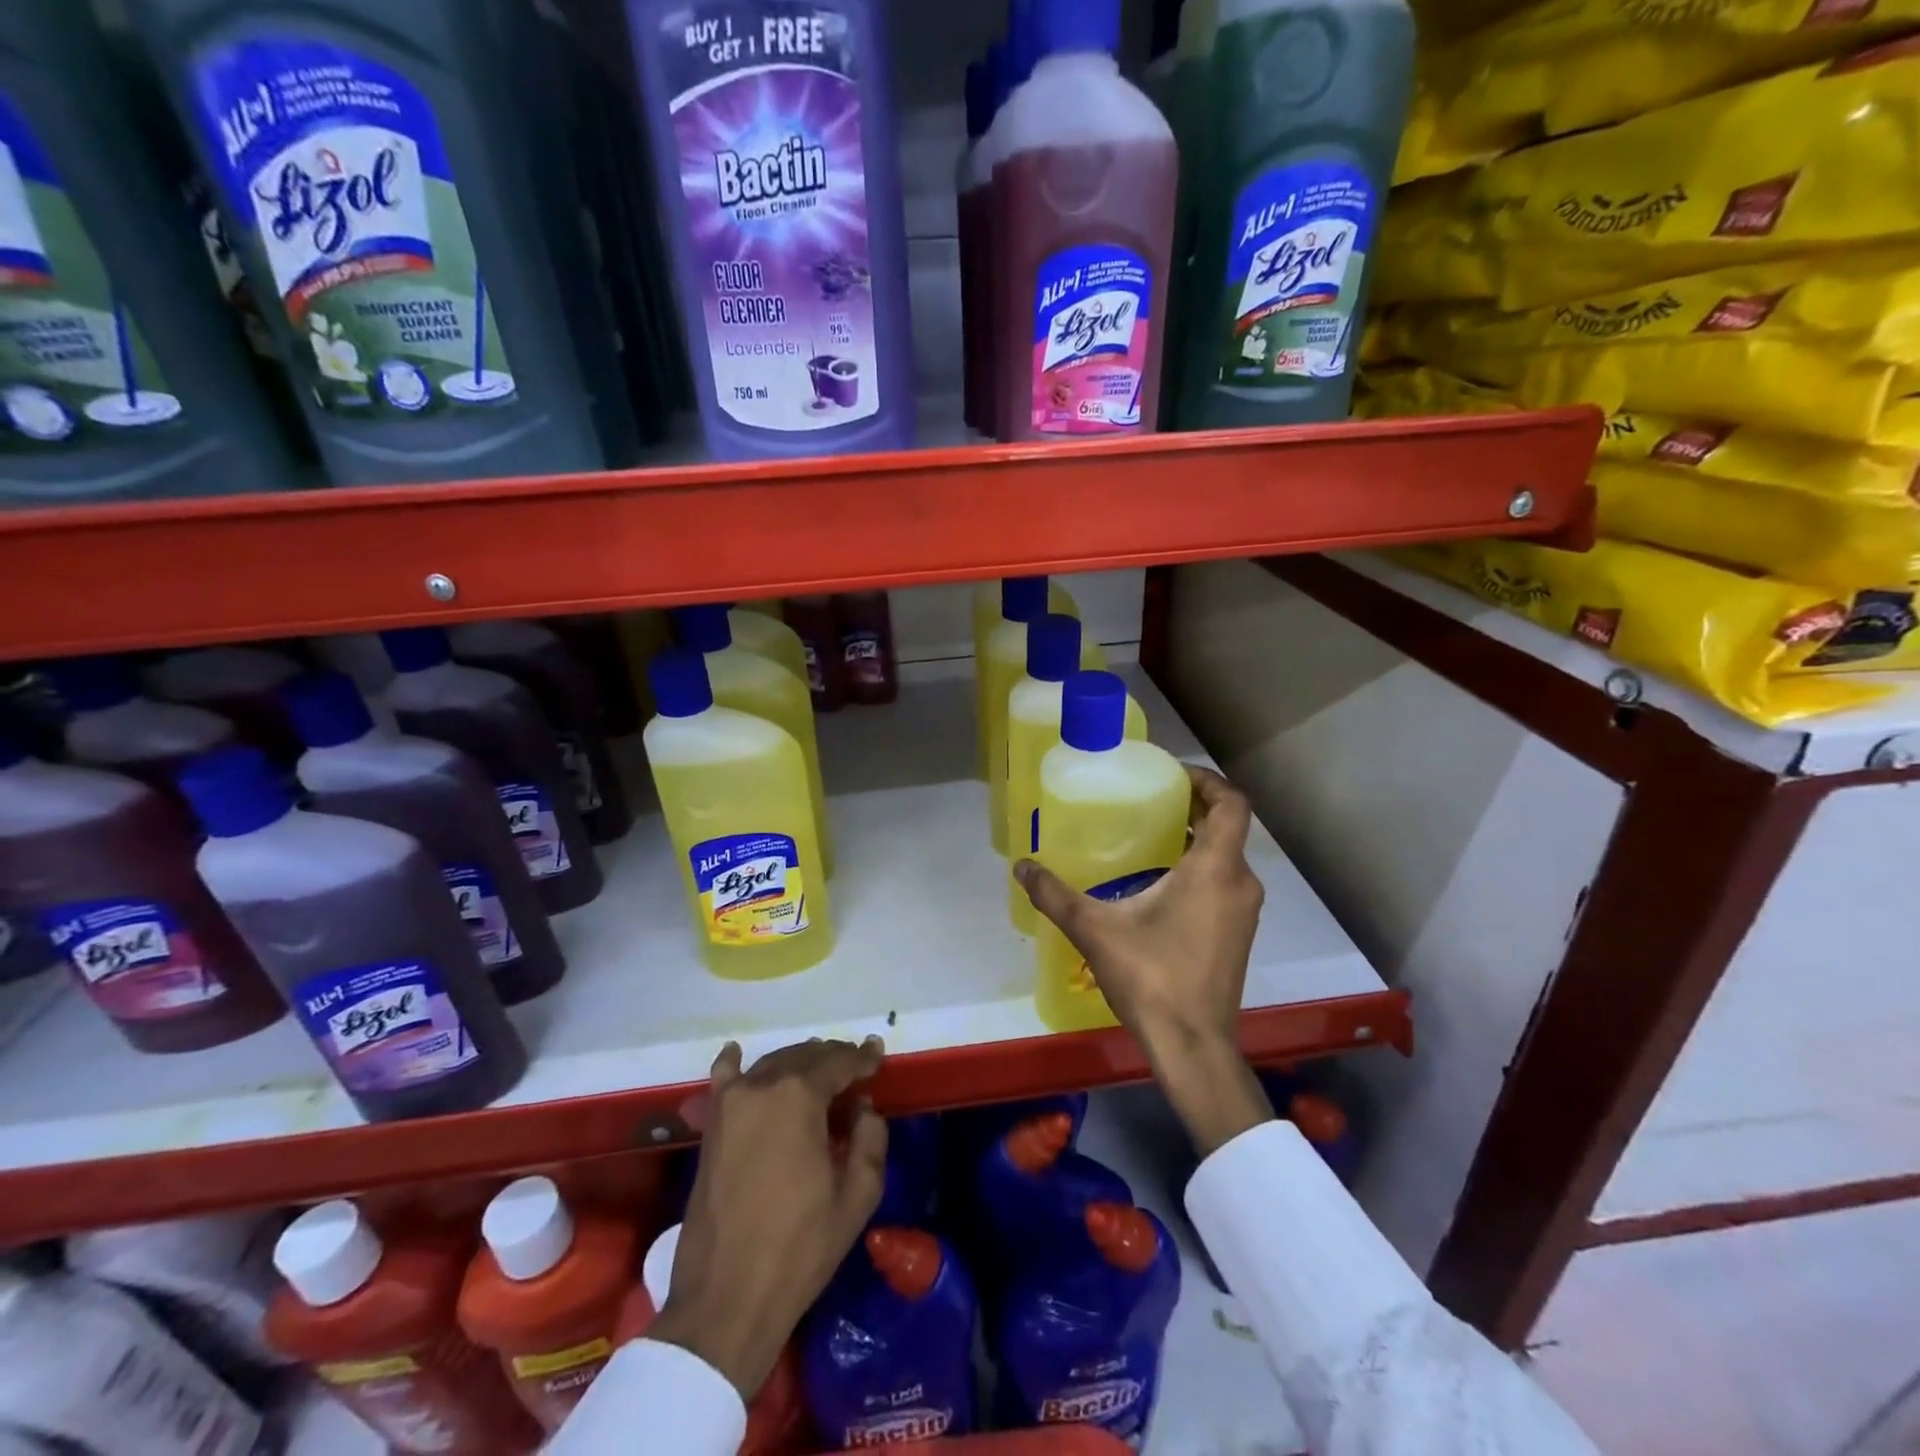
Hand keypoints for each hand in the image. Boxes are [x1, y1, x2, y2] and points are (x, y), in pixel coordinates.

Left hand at [651, 1038, 886, 1399]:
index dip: (862, 1058)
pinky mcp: (710, 1127)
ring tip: (820, 1072)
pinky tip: (737, 1054)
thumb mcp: (857, 1195)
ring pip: (773, 1064)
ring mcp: (730, 1104)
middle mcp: (762, 1085)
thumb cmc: (800, 1247)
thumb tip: (862, 1107)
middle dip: (833, 1059)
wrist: (726, 1300)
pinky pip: (723, 1081)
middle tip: (856, 1068)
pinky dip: (734, 1065)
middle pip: (805, 1056)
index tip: (879, 1056)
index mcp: (799, 1096)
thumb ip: (870, 1137)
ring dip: (799, 1063)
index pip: (839, 1062)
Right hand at [1015, 764, 1274, 1155]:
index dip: (1206, 781)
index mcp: (1216, 868)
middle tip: (1151, 800)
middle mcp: (1240, 883)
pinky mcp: (1239, 935)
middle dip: (1195, 807)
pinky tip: (1160, 883)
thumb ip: (1056, 895)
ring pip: (1227, 857)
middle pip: (1228, 827)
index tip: (1171, 775)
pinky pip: (1225, 883)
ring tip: (1151, 835)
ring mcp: (1244, 912)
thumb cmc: (1152, 977)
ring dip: (1198, 839)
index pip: (1232, 803)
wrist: (1193, 1046)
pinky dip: (1201, 868)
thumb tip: (1021, 867)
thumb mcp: (1096, 930)